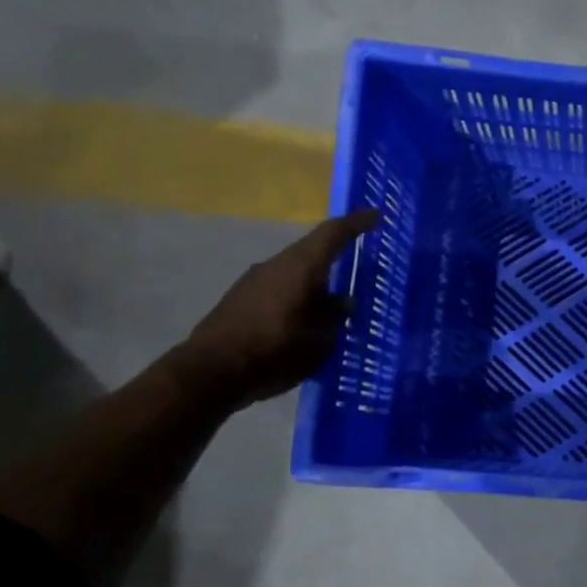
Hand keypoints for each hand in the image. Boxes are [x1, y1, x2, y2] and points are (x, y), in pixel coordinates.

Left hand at [171, 209, 378, 408]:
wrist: (212, 372)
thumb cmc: (275, 350)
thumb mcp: (319, 339)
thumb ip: (335, 316)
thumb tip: (343, 302)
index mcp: (300, 267)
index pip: (332, 234)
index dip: (355, 223)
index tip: (375, 214)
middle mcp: (275, 266)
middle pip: (312, 254)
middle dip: (336, 260)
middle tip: (359, 271)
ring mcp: (254, 282)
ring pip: (295, 275)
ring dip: (315, 286)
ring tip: (334, 307)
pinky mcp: (241, 301)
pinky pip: (280, 292)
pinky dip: (298, 301)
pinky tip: (305, 324)